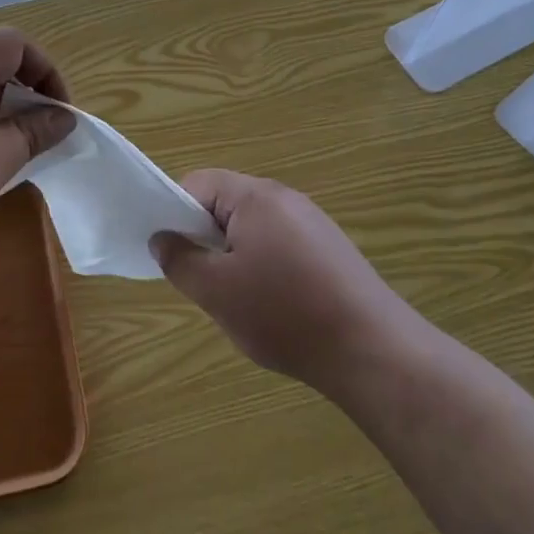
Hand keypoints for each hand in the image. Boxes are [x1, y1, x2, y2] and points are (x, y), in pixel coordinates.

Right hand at [150, 171, 410, 391]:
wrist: (372, 349)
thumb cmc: (284, 313)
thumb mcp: (216, 291)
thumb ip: (180, 260)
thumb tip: (161, 238)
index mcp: (255, 196)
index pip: (197, 184)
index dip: (174, 213)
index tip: (173, 254)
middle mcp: (284, 197)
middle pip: (225, 203)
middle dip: (205, 238)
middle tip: (203, 281)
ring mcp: (312, 221)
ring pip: (252, 227)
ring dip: (234, 255)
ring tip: (238, 298)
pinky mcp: (329, 247)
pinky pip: (279, 243)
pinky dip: (264, 266)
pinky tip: (274, 304)